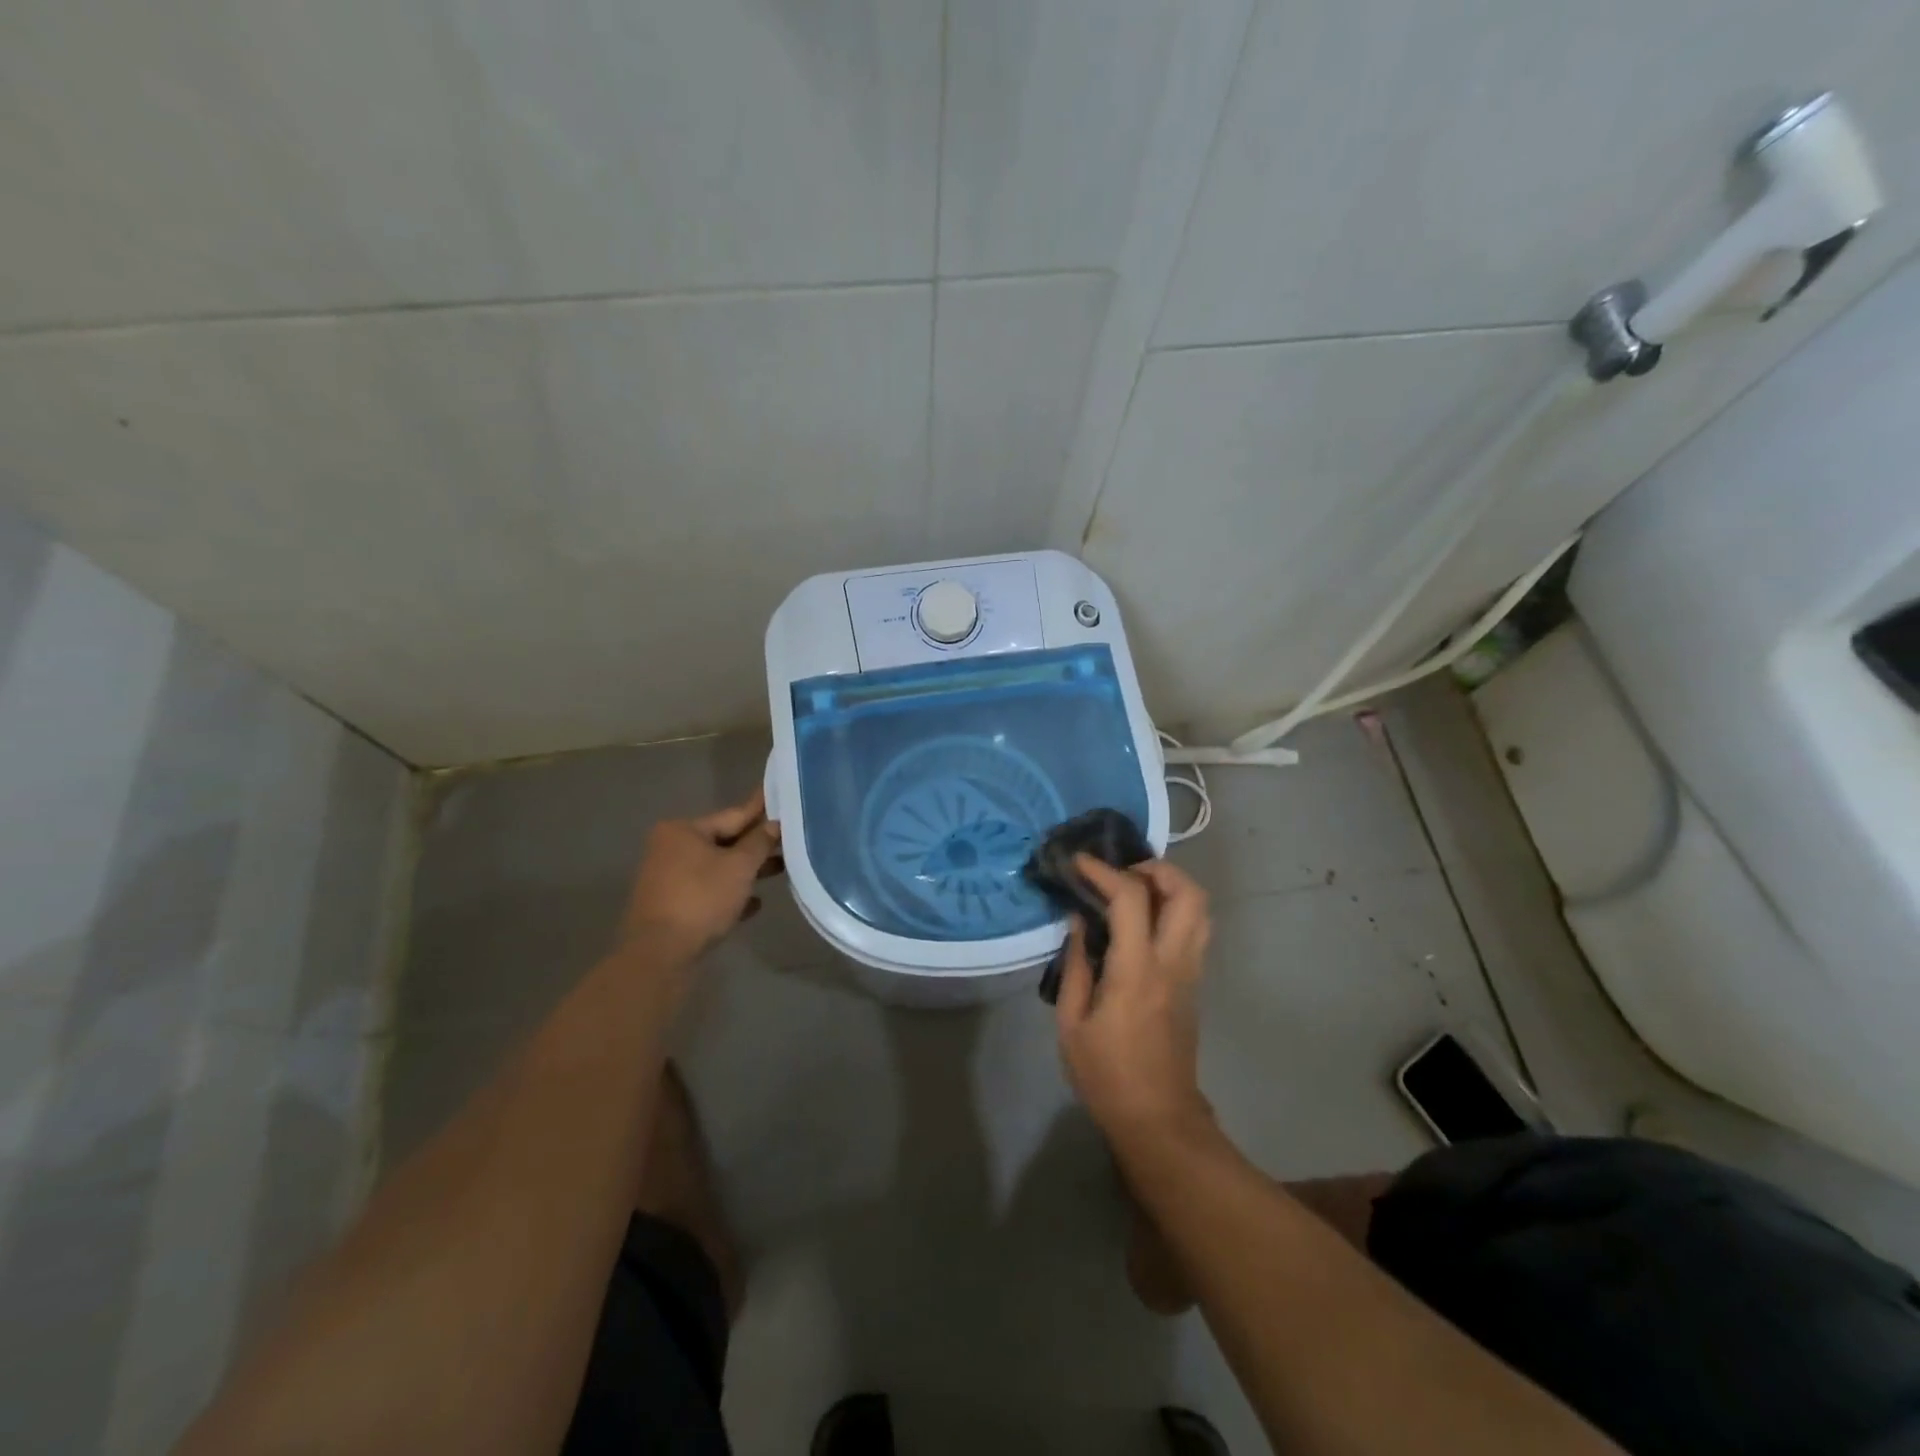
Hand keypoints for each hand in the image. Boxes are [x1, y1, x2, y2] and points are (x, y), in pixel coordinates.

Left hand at [619, 788, 782, 959]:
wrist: (660, 953)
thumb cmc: (701, 898)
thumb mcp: (739, 867)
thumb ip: (760, 842)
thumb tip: (775, 823)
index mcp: (683, 831)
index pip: (733, 815)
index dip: (761, 810)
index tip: (781, 797)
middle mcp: (671, 849)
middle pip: (724, 842)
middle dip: (757, 845)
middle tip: (790, 838)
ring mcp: (669, 879)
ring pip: (717, 868)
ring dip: (747, 871)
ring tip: (781, 869)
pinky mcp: (672, 906)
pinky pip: (708, 892)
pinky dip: (730, 894)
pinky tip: (755, 903)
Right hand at [1055, 855, 1213, 1141]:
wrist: (1159, 1119)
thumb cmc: (1106, 1075)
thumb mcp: (1072, 1024)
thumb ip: (1076, 966)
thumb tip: (1079, 921)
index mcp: (1137, 971)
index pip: (1131, 899)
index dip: (1105, 871)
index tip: (1079, 861)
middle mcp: (1173, 963)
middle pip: (1188, 893)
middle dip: (1156, 868)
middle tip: (1122, 871)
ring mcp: (1191, 973)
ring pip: (1201, 910)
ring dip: (1171, 886)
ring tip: (1134, 890)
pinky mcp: (1195, 984)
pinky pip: (1195, 930)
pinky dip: (1173, 909)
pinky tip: (1142, 921)